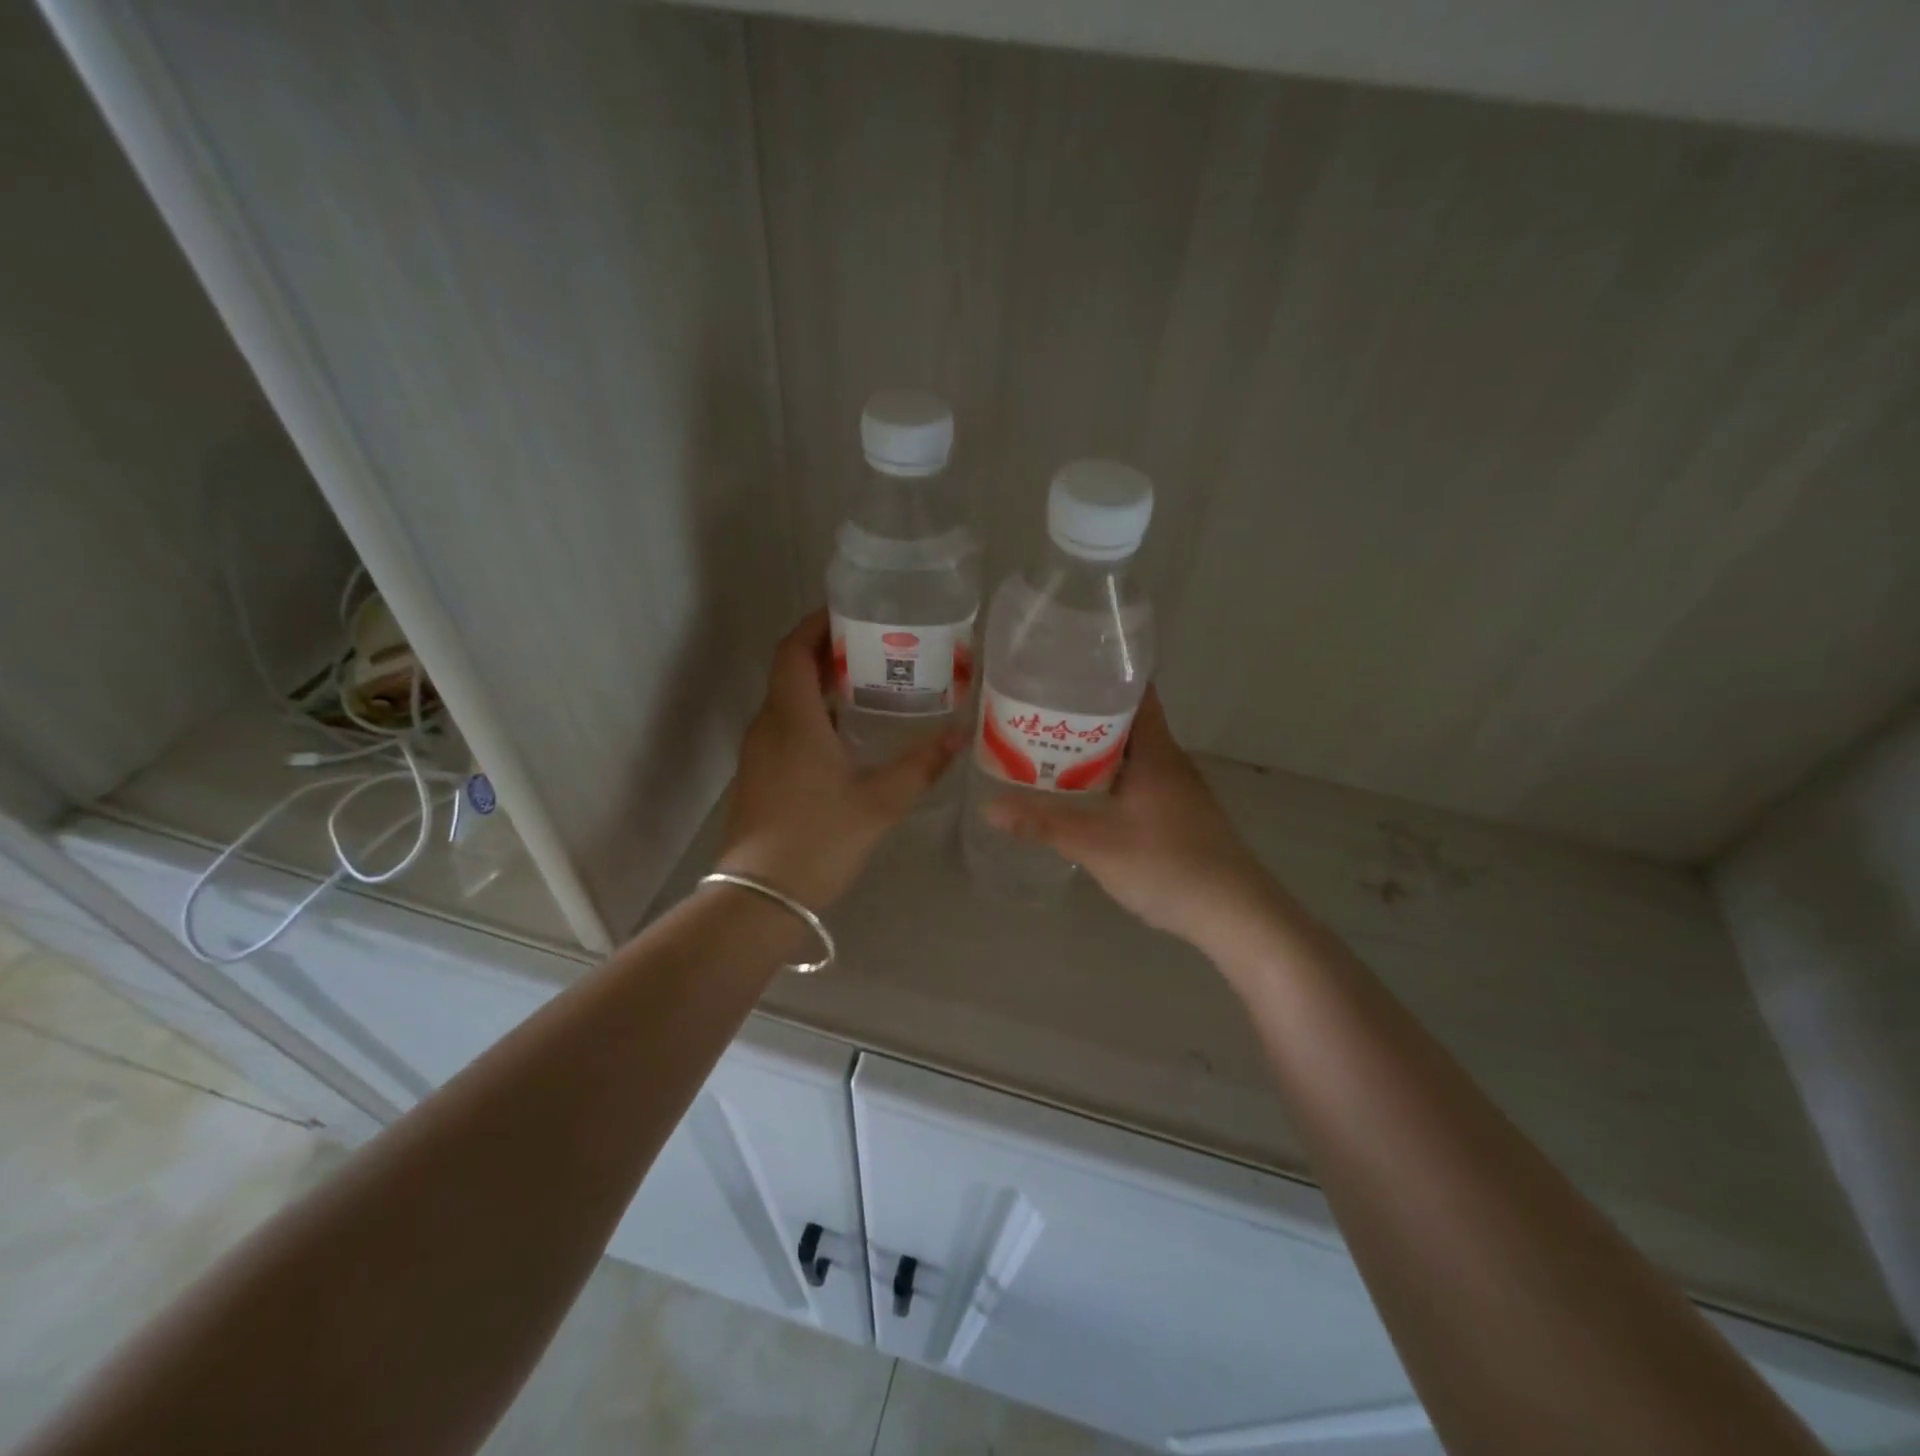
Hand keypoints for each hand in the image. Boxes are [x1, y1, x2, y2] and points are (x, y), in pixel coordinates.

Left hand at [717, 609, 964, 909]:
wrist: (760, 899)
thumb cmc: (819, 840)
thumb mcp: (880, 802)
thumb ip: (922, 765)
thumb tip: (961, 734)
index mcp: (792, 719)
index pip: (794, 650)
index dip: (817, 624)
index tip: (850, 612)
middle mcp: (768, 726)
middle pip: (790, 671)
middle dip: (826, 652)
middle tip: (873, 647)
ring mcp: (758, 753)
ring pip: (786, 701)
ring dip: (819, 685)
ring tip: (867, 684)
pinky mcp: (759, 777)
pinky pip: (784, 728)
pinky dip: (812, 715)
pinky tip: (846, 735)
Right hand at [984, 687, 1274, 950]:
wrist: (1234, 913)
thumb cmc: (1166, 864)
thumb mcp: (1095, 844)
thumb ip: (1043, 824)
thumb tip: (988, 808)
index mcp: (1155, 750)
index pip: (1134, 692)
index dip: (1100, 678)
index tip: (1060, 674)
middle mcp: (1170, 760)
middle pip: (1127, 722)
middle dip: (1086, 716)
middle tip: (1039, 716)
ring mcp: (1180, 788)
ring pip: (1133, 754)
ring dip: (1098, 750)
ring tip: (1052, 752)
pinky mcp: (1182, 813)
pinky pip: (1141, 779)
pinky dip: (1112, 777)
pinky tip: (1087, 796)